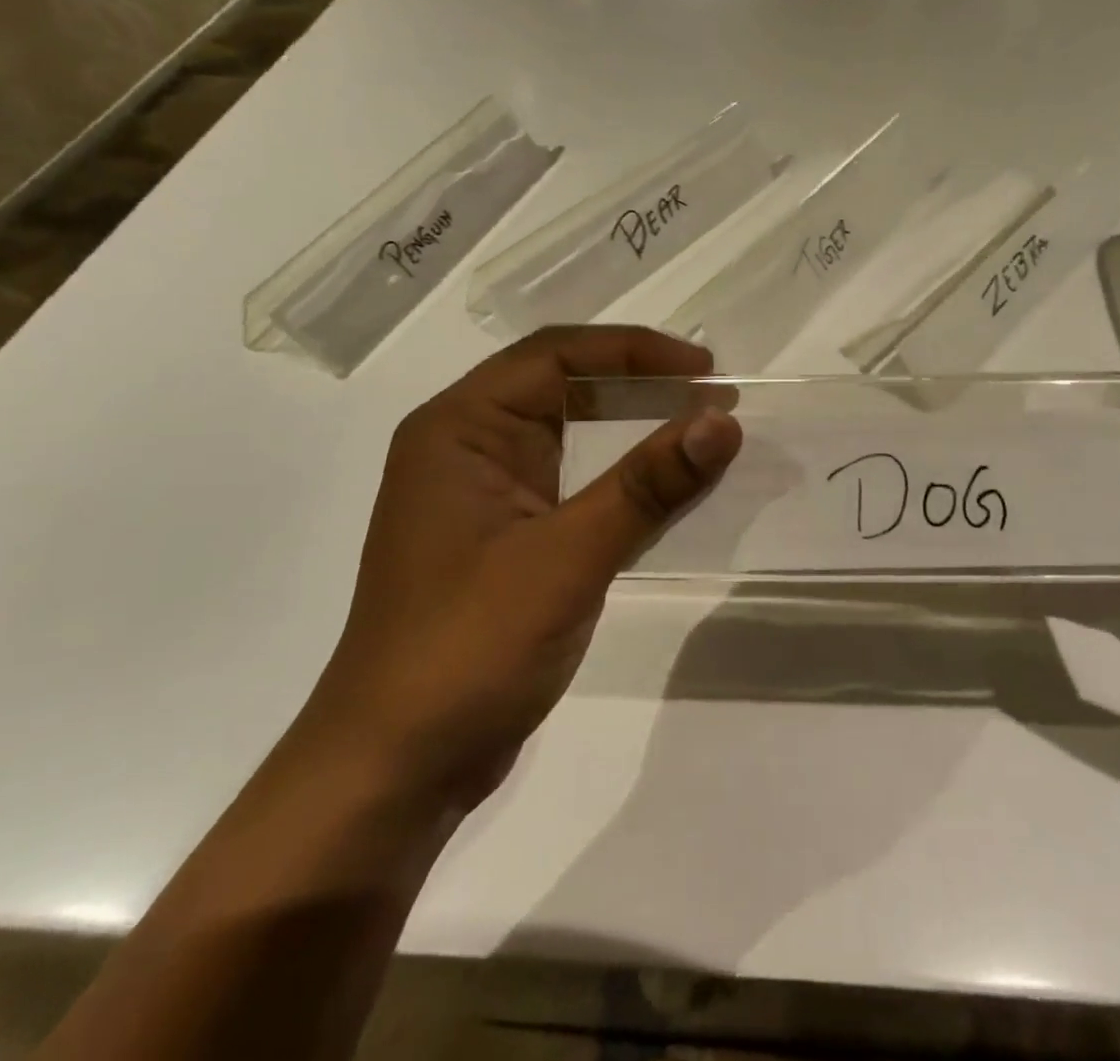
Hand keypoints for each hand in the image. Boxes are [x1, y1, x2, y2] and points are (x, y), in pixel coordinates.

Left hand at [304, 327, 740, 805]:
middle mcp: (470, 447)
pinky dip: (626, 481)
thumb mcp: (567, 557)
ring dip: (638, 431)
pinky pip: (578, 487)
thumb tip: (723, 422)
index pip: (556, 354)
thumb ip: (648, 485)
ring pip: (575, 438)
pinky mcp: (510, 539)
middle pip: (565, 388)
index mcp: (461, 427)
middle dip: (641, 385)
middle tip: (713, 396)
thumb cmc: (467, 647)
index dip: (636, 351)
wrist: (396, 768)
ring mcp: (489, 495)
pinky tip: (672, 489)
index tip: (705, 369)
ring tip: (704, 431)